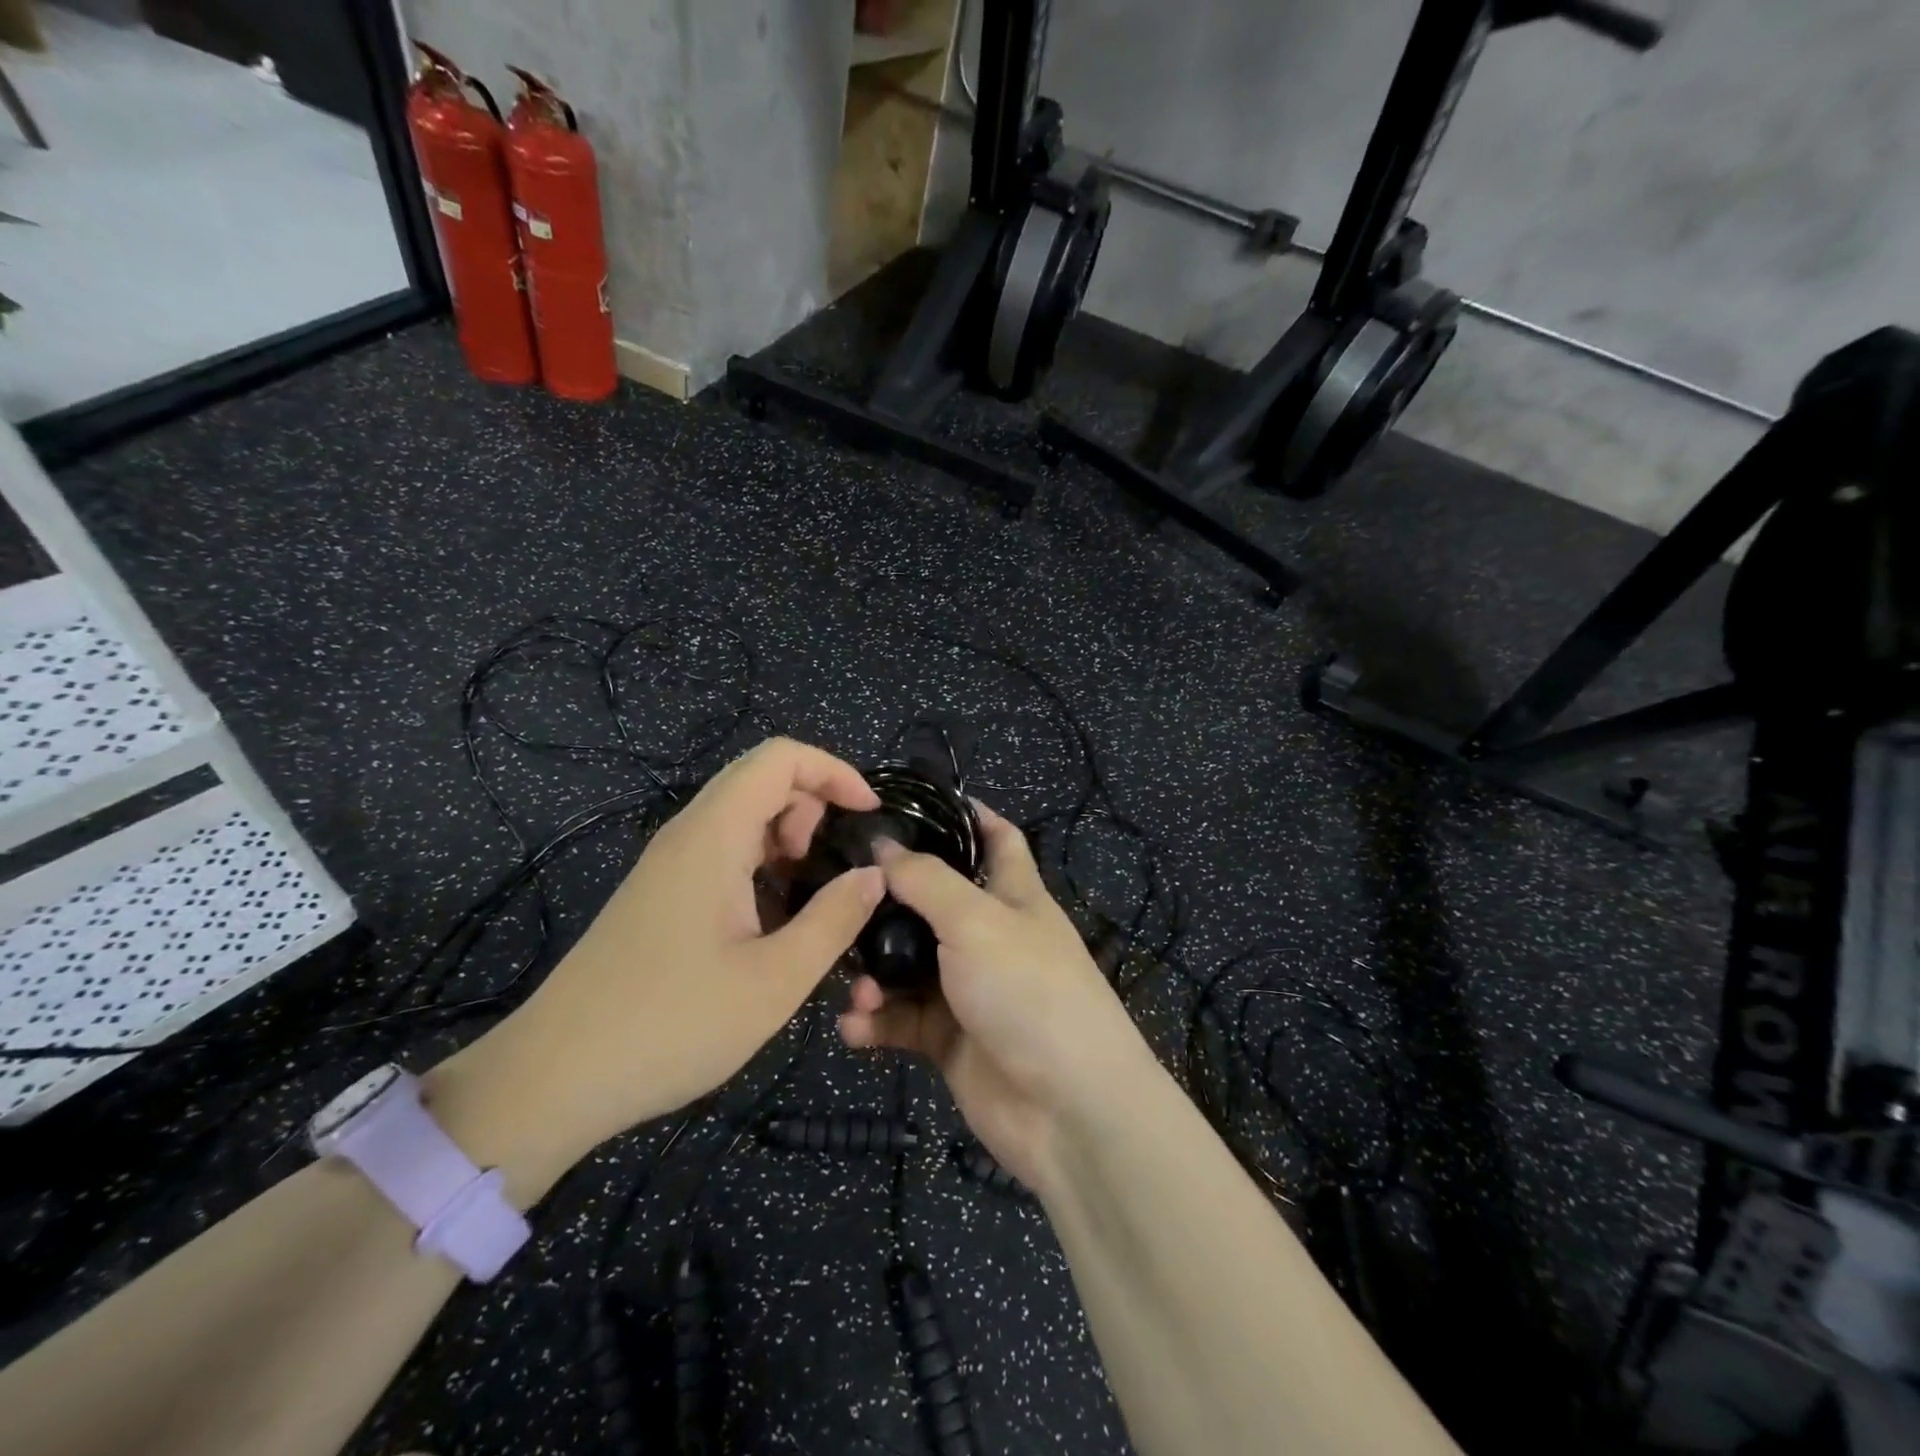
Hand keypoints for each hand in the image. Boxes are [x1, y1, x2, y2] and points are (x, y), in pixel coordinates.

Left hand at [431, 738, 884, 1199]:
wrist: (555, 1078)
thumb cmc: (671, 1025)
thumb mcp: (774, 981)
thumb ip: (834, 919)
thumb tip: (875, 875)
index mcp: (713, 837)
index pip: (780, 758)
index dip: (834, 771)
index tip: (870, 815)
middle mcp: (687, 834)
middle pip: (761, 777)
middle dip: (814, 802)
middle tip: (836, 861)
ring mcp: (668, 863)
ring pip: (741, 812)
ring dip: (787, 832)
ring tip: (810, 889)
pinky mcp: (659, 892)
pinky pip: (722, 846)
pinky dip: (761, 857)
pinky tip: (772, 914)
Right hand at [837, 803, 1154, 1192]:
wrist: (1067, 1110)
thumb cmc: (1029, 991)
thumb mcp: (978, 921)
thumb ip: (927, 881)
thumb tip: (883, 845)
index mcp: (1014, 896)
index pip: (996, 839)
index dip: (967, 815)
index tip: (916, 801)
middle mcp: (990, 936)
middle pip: (934, 903)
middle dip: (889, 902)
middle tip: (837, 897)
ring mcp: (969, 989)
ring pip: (908, 965)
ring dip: (875, 973)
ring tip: (855, 988)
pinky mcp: (949, 1039)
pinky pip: (902, 1020)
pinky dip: (877, 1022)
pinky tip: (855, 1027)